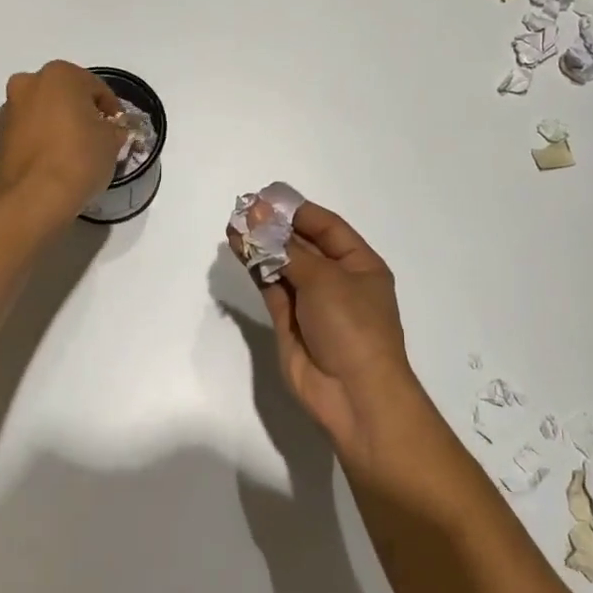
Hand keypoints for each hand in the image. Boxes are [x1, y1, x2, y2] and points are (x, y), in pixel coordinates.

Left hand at [0, 61, 124, 227]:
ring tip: (74, 152)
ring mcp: (9, 109)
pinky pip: (29, 131)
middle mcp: (28, 83)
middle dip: (80, 111)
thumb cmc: (79, 158)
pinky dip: (41, 140)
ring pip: (43, 111)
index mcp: (59, 74)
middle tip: (96, 136)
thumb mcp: (112, 141)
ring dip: (58, 124)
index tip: (117, 128)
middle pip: (64, 94)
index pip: (96, 87)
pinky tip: (54, 162)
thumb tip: (110, 131)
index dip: (111, 109)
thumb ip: (113, 129)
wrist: (34, 199)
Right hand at [229, 199, 425, 464]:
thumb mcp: (324, 279)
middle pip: (303, 244)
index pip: (327, 227)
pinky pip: (272, 287)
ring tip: (232, 226)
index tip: (267, 198)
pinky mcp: (290, 323)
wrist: (354, 395)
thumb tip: (256, 215)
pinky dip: (257, 269)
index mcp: (360, 264)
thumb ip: (286, 248)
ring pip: (283, 265)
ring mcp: (313, 303)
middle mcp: (337, 280)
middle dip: (274, 227)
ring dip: (260, 246)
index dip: (297, 211)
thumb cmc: (352, 326)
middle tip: (242, 209)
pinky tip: (239, 249)